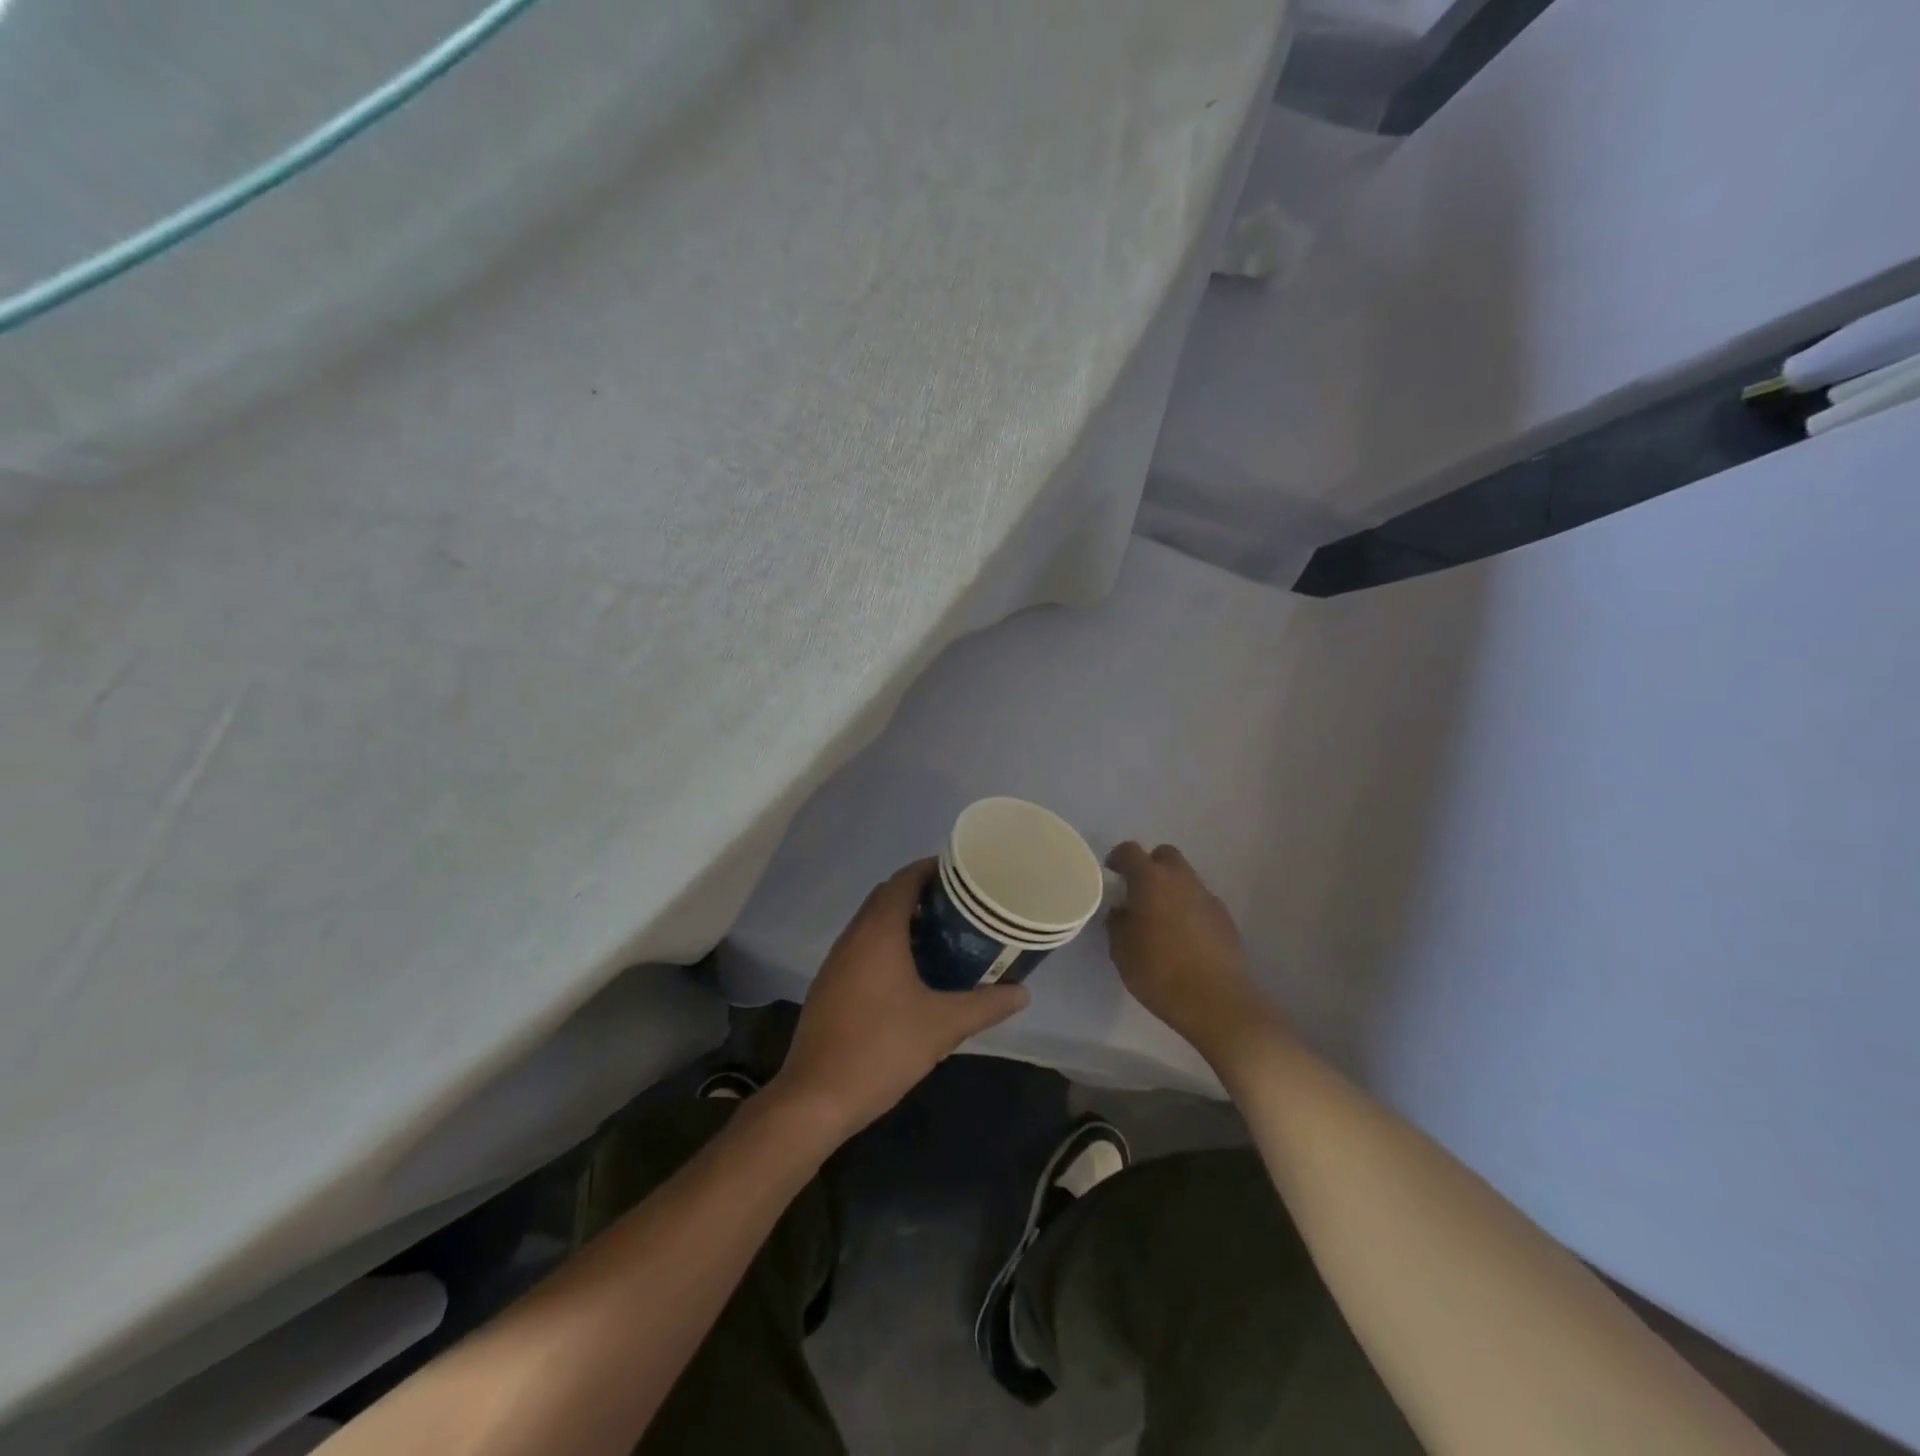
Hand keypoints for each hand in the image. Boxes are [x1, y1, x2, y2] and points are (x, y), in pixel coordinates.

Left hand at [770, 859, 1029, 1140]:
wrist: (815, 1098)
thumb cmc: (882, 1049)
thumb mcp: (943, 1026)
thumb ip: (985, 1005)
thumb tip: (1021, 993)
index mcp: (878, 932)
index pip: (904, 880)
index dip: (931, 869)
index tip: (962, 873)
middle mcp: (854, 936)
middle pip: (887, 896)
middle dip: (922, 893)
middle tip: (961, 904)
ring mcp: (837, 961)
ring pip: (873, 923)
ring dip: (904, 919)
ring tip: (944, 934)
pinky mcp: (830, 985)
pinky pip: (863, 947)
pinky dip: (888, 943)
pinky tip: (913, 972)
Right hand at [1105, 842, 1280, 1064]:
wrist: (1216, 1001)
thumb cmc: (1159, 972)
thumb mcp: (1121, 950)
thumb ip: (1117, 922)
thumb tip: (1122, 910)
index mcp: (1150, 880)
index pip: (1130, 851)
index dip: (1118, 859)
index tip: (1112, 875)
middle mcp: (1181, 879)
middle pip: (1164, 855)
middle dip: (1150, 867)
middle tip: (1138, 893)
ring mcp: (1207, 897)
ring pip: (1185, 878)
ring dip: (1171, 889)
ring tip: (1161, 919)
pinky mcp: (1225, 917)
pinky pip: (1200, 901)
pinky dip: (1189, 909)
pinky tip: (1184, 937)